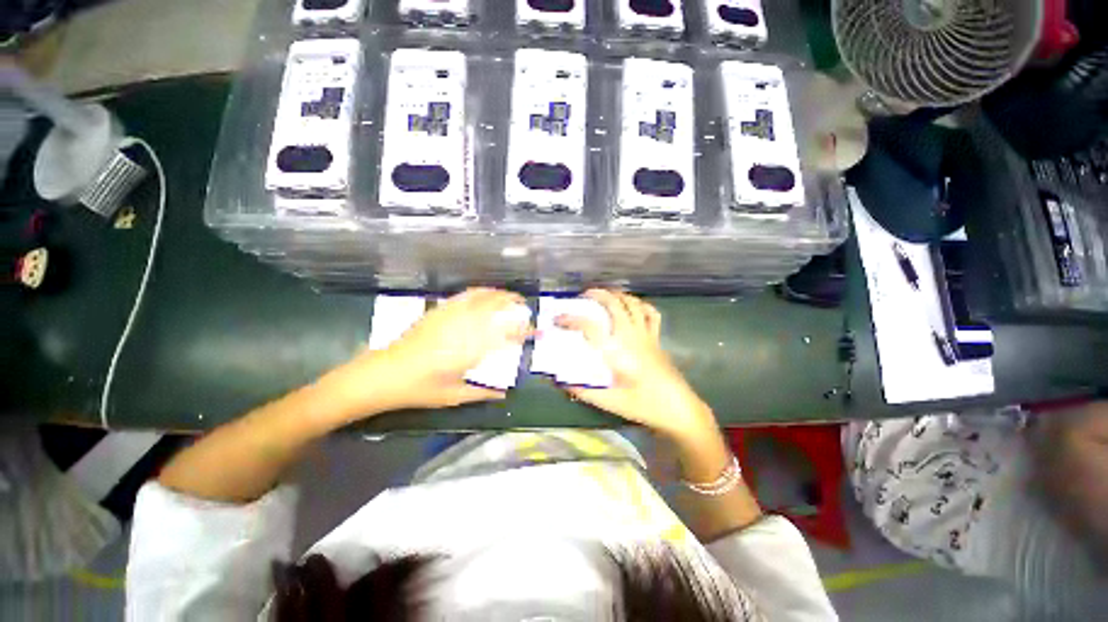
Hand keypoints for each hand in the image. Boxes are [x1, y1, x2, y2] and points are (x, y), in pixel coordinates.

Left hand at [325, 288, 530, 416]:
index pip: (506, 335)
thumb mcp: (455, 396)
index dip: (525, 332)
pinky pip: (464, 295)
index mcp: (471, 349)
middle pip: (495, 308)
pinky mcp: (438, 311)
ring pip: (481, 297)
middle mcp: (464, 327)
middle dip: (514, 304)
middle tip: (526, 307)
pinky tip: (485, 293)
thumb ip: (483, 392)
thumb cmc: (420, 389)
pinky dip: (480, 291)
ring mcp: (450, 315)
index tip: (537, 331)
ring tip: (510, 296)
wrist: (383, 374)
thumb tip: (505, 393)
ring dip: (499, 294)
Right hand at [555, 290, 716, 440]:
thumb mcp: (611, 402)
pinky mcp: (657, 339)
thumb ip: (585, 392)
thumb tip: (562, 383)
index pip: (590, 327)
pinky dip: (640, 305)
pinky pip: (651, 314)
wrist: (680, 409)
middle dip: (598, 295)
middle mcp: (632, 336)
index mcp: (617, 351)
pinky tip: (633, 306)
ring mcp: (647, 335)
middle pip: (614, 304)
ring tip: (606, 295)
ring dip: (618, 295)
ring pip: (633, 304)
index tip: (558, 319)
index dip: (571, 320)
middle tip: (584, 295)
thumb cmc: (645, 405)